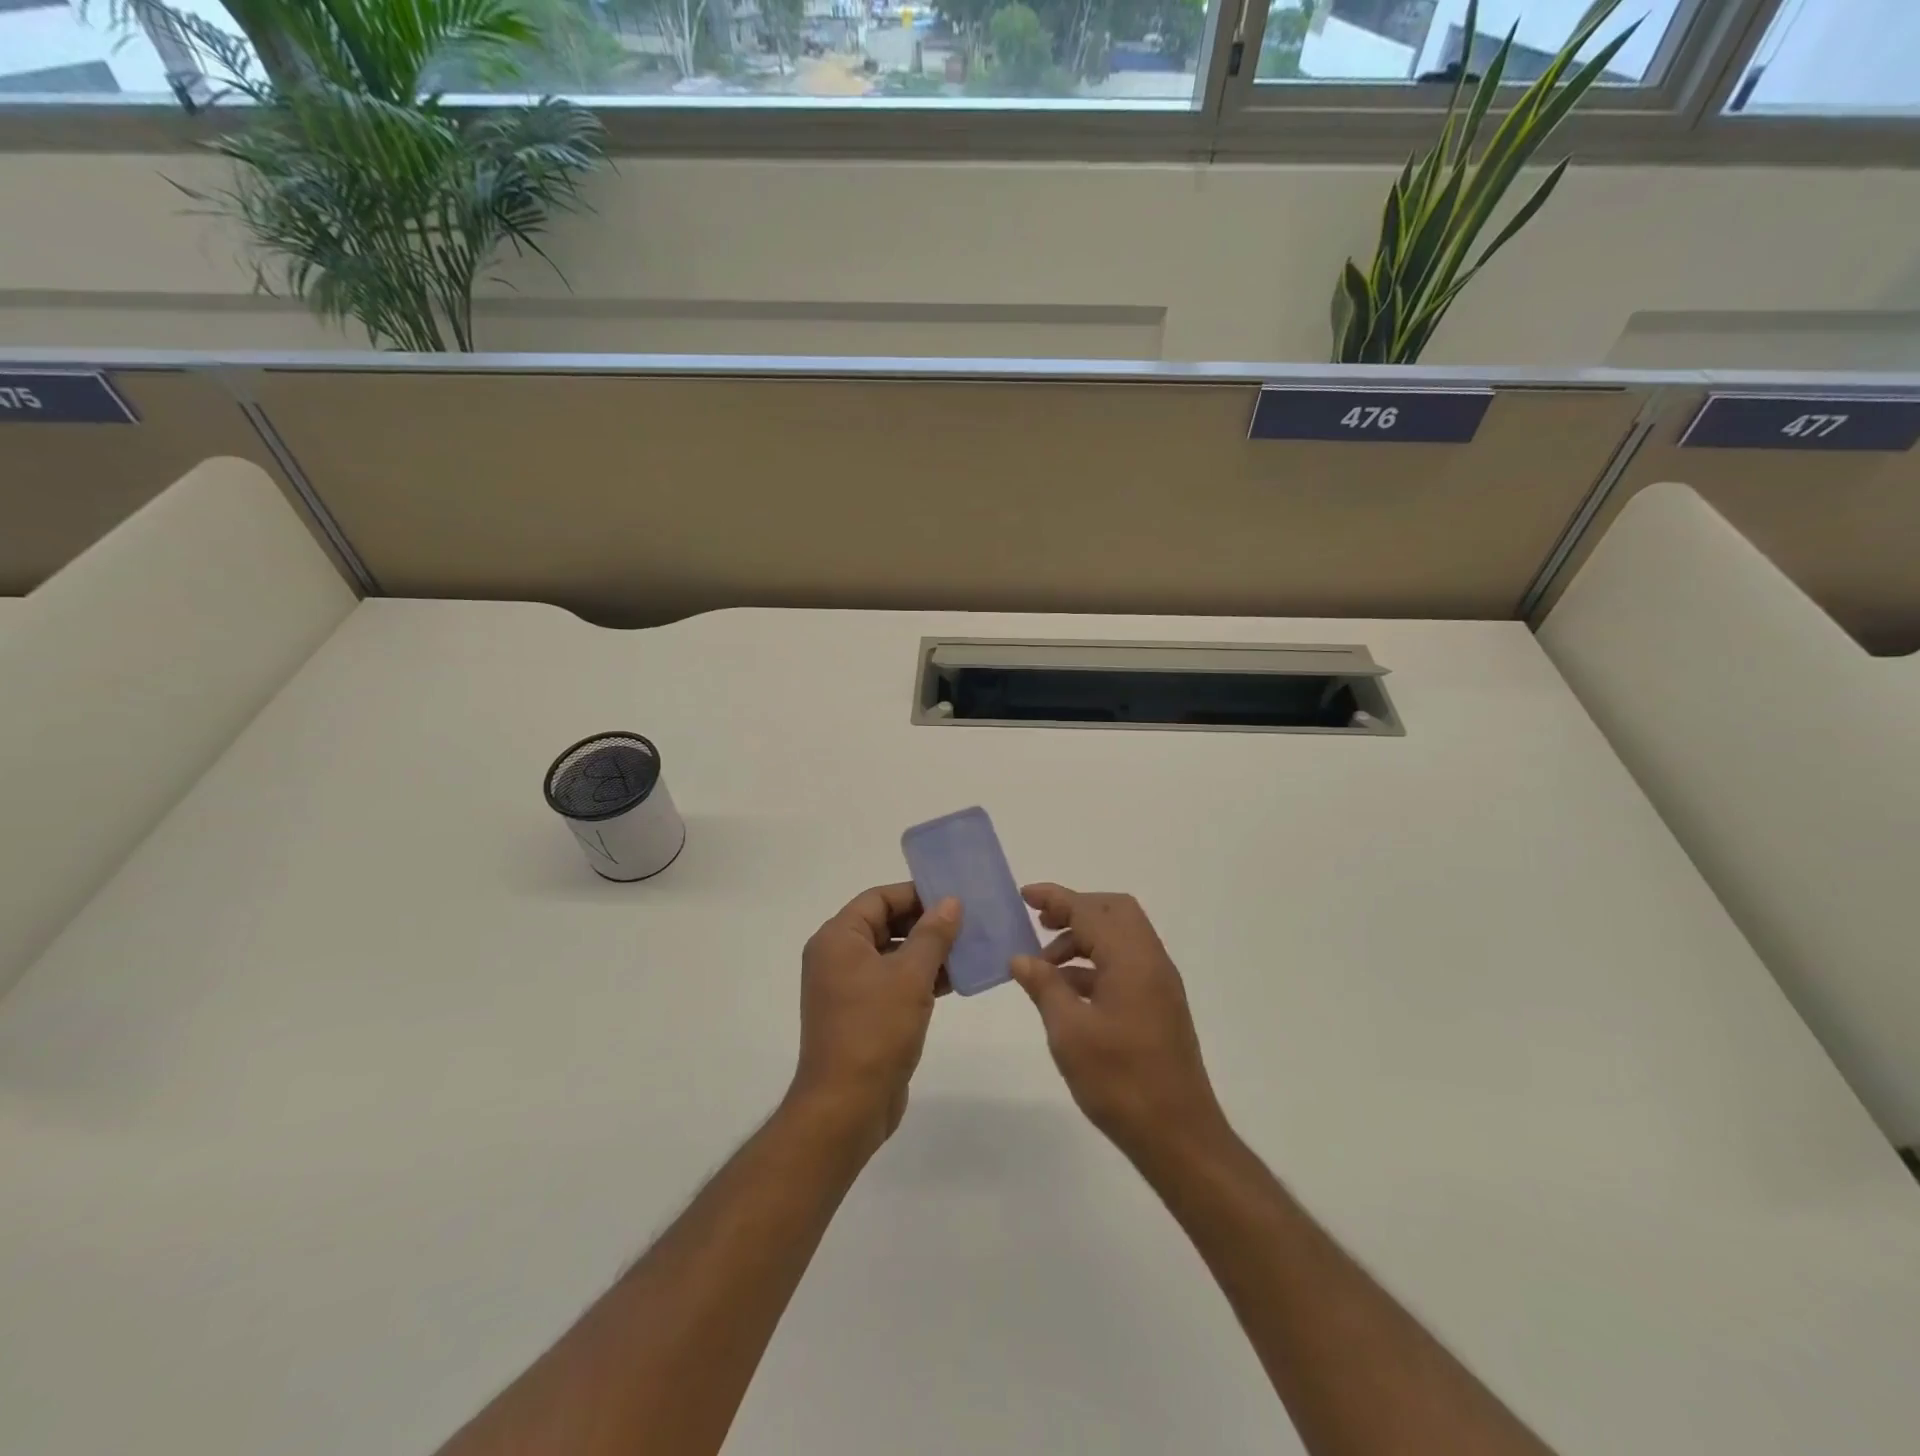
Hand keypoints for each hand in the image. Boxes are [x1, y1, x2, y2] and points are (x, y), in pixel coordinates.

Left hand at [789, 883, 960, 1157]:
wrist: (846, 1106)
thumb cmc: (875, 1030)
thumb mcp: (910, 976)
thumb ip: (933, 934)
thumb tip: (950, 902)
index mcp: (838, 939)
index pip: (879, 898)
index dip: (915, 894)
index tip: (953, 897)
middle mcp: (837, 957)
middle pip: (885, 924)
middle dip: (926, 923)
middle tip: (967, 923)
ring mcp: (848, 988)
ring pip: (892, 955)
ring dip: (928, 952)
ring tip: (969, 949)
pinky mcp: (862, 1014)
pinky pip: (893, 982)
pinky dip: (920, 978)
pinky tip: (955, 981)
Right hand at [1010, 884, 1226, 1164]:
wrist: (1178, 1134)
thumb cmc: (1120, 1080)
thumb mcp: (1069, 1032)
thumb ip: (1044, 987)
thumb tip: (1021, 958)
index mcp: (1131, 959)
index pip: (1089, 910)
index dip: (1055, 898)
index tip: (1024, 895)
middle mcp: (1151, 960)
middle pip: (1114, 912)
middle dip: (1075, 910)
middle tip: (1040, 925)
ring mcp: (1159, 983)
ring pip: (1120, 937)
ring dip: (1083, 939)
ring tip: (1046, 967)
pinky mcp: (1159, 1005)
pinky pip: (1125, 964)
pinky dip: (1096, 963)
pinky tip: (1068, 991)